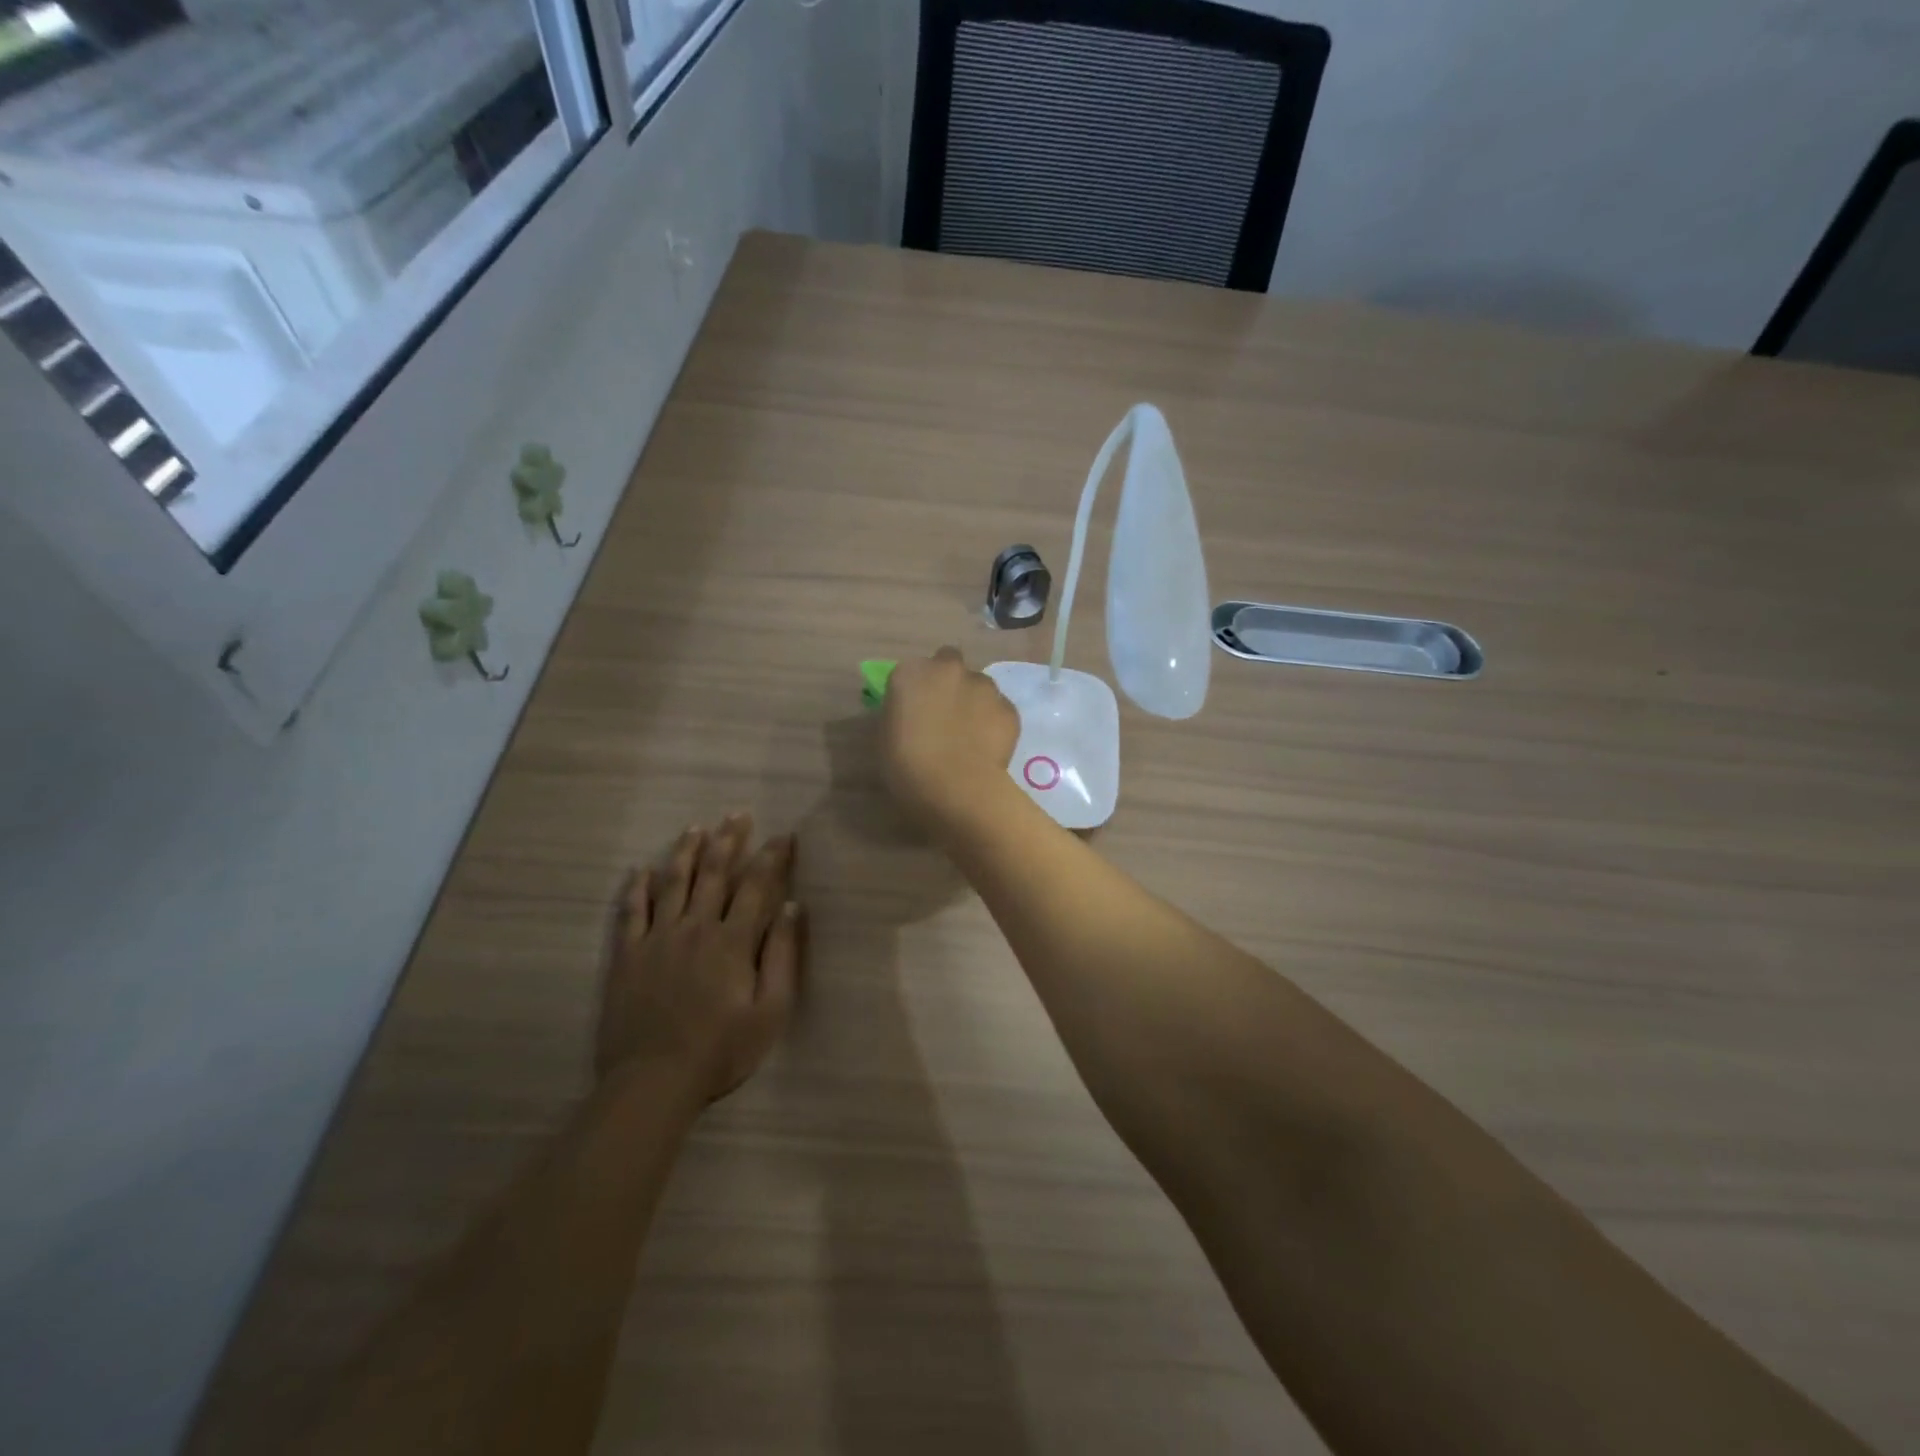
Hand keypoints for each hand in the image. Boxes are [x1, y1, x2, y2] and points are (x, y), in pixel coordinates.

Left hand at [599, 814, 803, 1103]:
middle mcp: (695, 928)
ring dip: (685, 852)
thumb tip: (792, 907)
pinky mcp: (627, 955)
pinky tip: (641, 870)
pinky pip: (631, 911)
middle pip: (713, 874)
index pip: (756, 886)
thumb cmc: (721, 1050)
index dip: (771, 857)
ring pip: (672, 883)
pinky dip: (637, 887)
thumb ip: (782, 956)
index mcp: (732, 941)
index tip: (783, 836)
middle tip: (737, 814)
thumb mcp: (770, 1010)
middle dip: (728, 841)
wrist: (653, 1081)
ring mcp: (657, 939)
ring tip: (695, 828)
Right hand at [880, 647, 1020, 831]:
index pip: (913, 670)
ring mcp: (984, 686)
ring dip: (974, 700)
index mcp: (911, 673)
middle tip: (944, 713)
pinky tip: (988, 748)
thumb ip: (897, 715)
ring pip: (979, 685)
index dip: (916, 688)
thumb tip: (907, 714)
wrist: (956, 788)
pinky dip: (994, 722)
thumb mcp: (884, 738)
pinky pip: (1000, 709)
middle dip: (948, 681)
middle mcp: (949, 669)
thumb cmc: (906, 767)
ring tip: (970, 734)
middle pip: (949, 663)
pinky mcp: (1009, 708)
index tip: (916, 710)